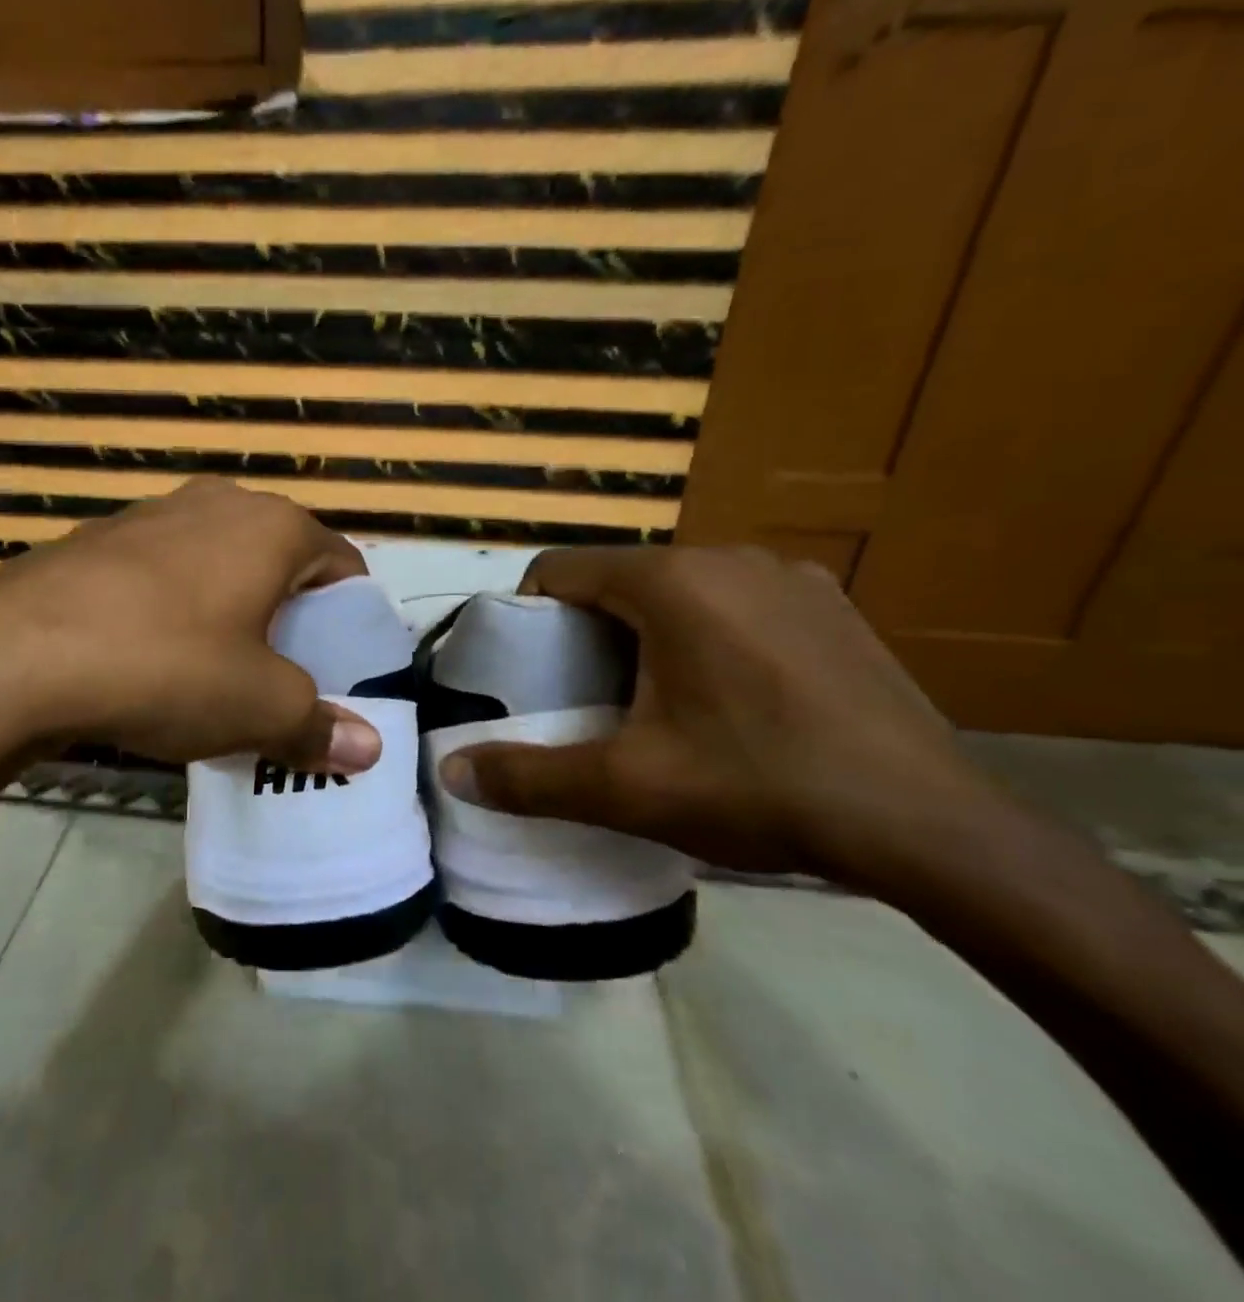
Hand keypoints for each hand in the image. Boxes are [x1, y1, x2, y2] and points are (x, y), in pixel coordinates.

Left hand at [0, 478, 381, 796]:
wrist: (13, 655)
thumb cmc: (165, 667)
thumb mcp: (256, 708)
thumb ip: (318, 725)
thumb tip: (367, 750)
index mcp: (273, 527)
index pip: (342, 564)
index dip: (350, 618)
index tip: (341, 666)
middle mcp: (219, 503)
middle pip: (280, 562)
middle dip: (290, 616)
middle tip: (283, 675)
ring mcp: (152, 513)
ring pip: (219, 564)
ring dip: (232, 611)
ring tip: (218, 670)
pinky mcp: (99, 537)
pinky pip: (164, 572)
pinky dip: (177, 608)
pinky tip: (152, 657)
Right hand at [440, 545, 990, 885]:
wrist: (932, 828)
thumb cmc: (760, 787)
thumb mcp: (628, 788)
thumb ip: (528, 776)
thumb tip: (452, 771)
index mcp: (670, 582)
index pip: (560, 568)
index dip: (528, 613)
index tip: (529, 669)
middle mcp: (727, 556)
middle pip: (619, 578)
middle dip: (588, 628)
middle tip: (587, 695)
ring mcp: (789, 575)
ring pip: (679, 588)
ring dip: (649, 629)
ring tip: (658, 698)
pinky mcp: (832, 603)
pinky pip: (737, 600)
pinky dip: (710, 631)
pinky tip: (733, 693)